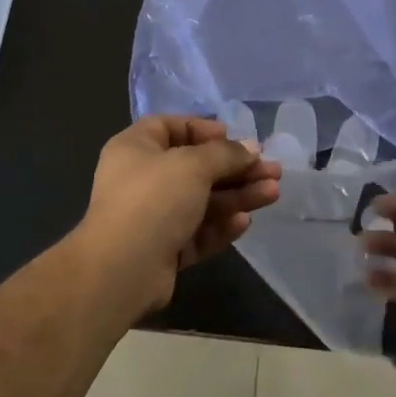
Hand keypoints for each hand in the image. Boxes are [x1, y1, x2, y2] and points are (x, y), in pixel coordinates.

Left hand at [74, 116, 281, 317]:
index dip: (204, 130)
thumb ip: (226, 154)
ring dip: (237, 196)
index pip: (171, 127)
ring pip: (201, 201)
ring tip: (273, 193)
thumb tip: (251, 149)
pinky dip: (220, 226)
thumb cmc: (153, 200)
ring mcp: (152, 217)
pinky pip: (196, 232)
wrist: (122, 269)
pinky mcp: (163, 250)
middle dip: (236, 168)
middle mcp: (141, 179)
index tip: (234, 138)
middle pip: (195, 167)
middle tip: (272, 171)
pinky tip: (244, 222)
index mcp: (136, 148)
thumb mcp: (193, 165)